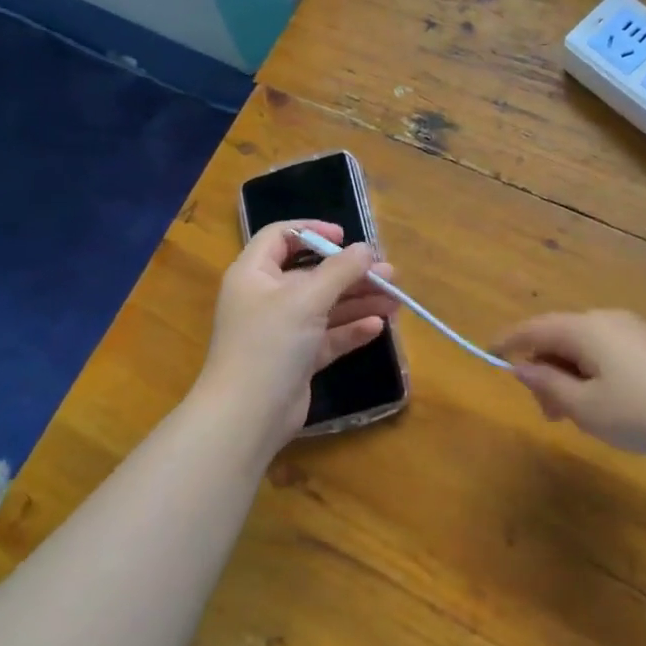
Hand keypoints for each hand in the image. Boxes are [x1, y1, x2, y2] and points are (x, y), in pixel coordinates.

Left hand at [198, 220, 399, 443]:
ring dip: (359, 301)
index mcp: (254, 274)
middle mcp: (266, 298)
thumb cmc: (270, 343)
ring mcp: (282, 331)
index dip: (312, 232)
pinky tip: (379, 327)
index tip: (346, 237)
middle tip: (388, 274)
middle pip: (312, 275)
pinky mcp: (297, 359)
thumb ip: (340, 271)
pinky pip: (328, 337)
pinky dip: (351, 330)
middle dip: (351, 273)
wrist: (248, 414)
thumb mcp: (306, 299)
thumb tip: (367, 249)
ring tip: (396, 300)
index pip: (281, 237)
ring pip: (325, 307)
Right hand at [494, 310, 645, 457]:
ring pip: (583, 347)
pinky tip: (602, 405)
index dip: (509, 341)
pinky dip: (590, 374)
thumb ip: (548, 385)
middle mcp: (605, 320)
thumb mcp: (586, 406)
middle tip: (548, 414)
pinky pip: (605, 353)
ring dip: (568, 376)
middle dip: (544, 371)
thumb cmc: (642, 411)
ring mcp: (631, 330)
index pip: (534, 328)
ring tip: (574, 416)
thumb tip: (521, 367)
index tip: (489, 353)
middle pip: (559, 338)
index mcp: (584, 329)